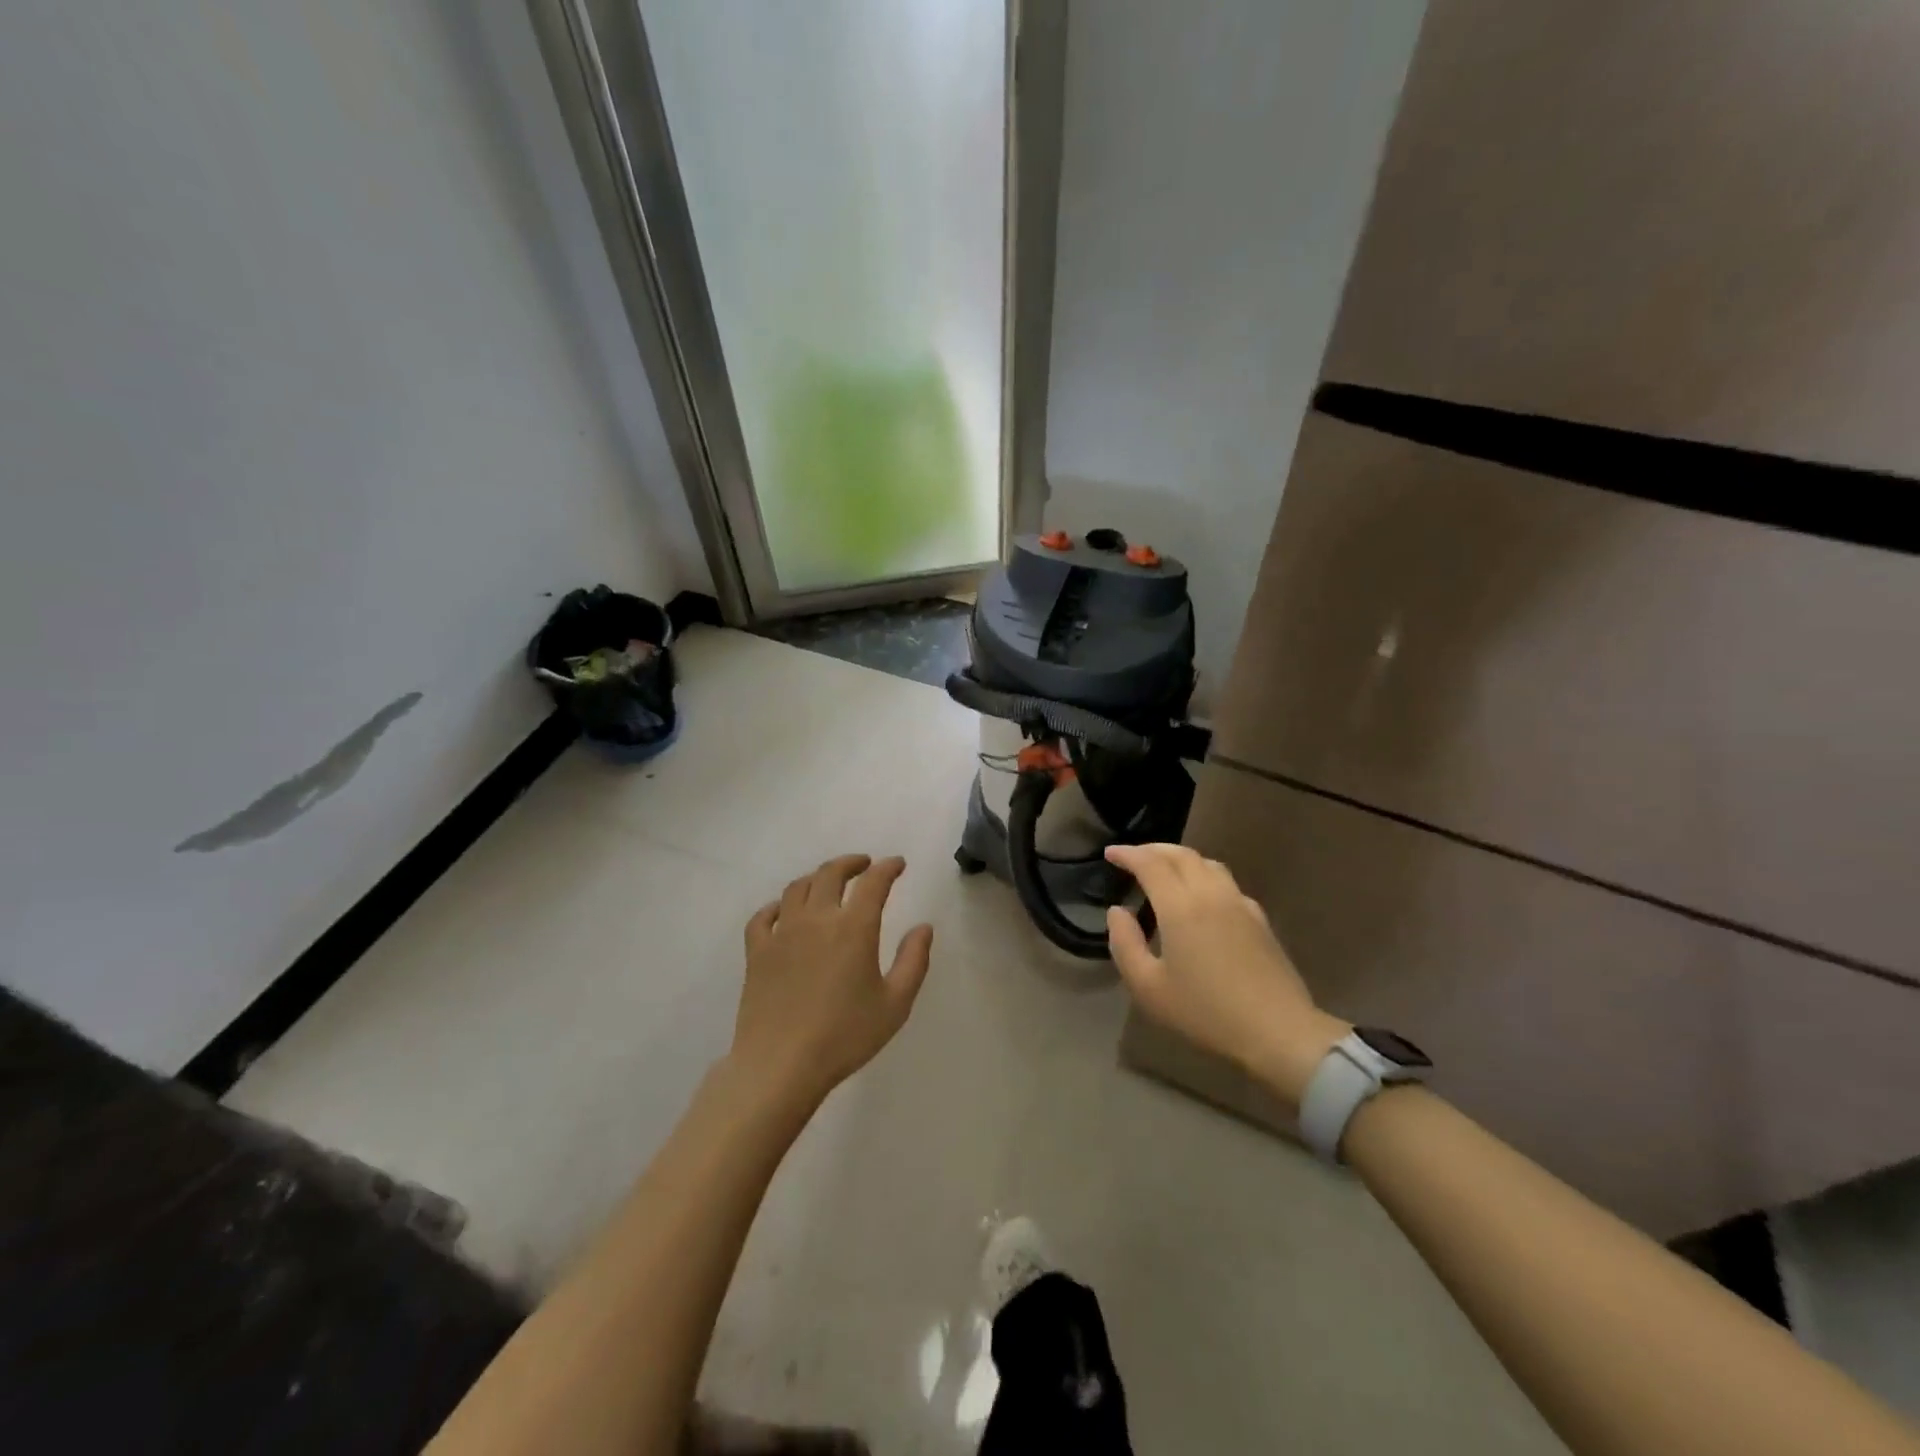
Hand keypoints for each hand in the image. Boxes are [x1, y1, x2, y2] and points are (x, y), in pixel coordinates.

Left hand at [730, 854, 934, 1110]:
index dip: (888, 868)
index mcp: (853, 928)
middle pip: (830, 874)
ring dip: (816, 878)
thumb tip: (923, 927)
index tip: (897, 864)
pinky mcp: (756, 952)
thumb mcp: (895, 1004)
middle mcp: (816, 919)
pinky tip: (783, 911)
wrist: (781, 1066)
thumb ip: (913, 961)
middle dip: (851, 863)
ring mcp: (782, 933)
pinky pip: (763, 916)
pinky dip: (776, 906)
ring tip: (827, 883)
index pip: (873, 882)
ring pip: (797, 888)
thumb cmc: (845, 1036)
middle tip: (864, 865)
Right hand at [1105, 843, 1347, 1110]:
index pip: (1150, 863)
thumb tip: (1117, 912)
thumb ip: (1125, 944)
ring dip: (1181, 858)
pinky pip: (1226, 882)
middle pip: (1181, 855)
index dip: (1128, 854)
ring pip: (1207, 863)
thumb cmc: (1205, 1012)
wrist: (1278, 1032)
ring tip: (1165, 869)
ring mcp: (1239, 903)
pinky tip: (1201, 896)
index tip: (1110, 853)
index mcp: (1180, 906)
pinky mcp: (1259, 918)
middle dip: (1153, 850)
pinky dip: (1204, 875)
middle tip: (1133, 857)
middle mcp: (1211, 894)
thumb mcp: (1148, 987)